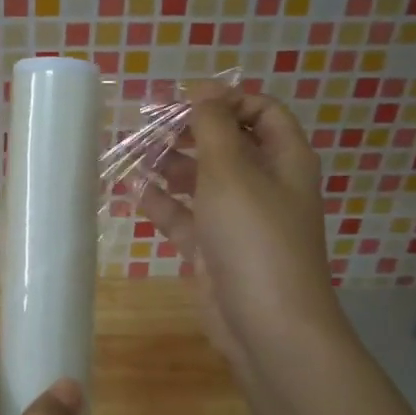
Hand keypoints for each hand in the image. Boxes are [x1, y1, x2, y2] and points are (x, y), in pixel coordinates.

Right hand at [139, 85, 344, 384]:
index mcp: (284, 159)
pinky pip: (184, 216)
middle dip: (189, 130)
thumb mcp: (232, 170)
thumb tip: (203, 89)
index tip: (184, 98)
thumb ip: (213, 125)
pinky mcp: (212, 249)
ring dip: (170, 163)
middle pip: (226, 143)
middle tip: (148, 123)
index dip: (226, 99)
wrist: (267, 325)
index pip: (261, 111)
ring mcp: (237, 219)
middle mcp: (263, 184)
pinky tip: (131, 189)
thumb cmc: (254, 237)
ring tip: (133, 151)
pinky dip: (161, 202)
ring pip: (201, 179)